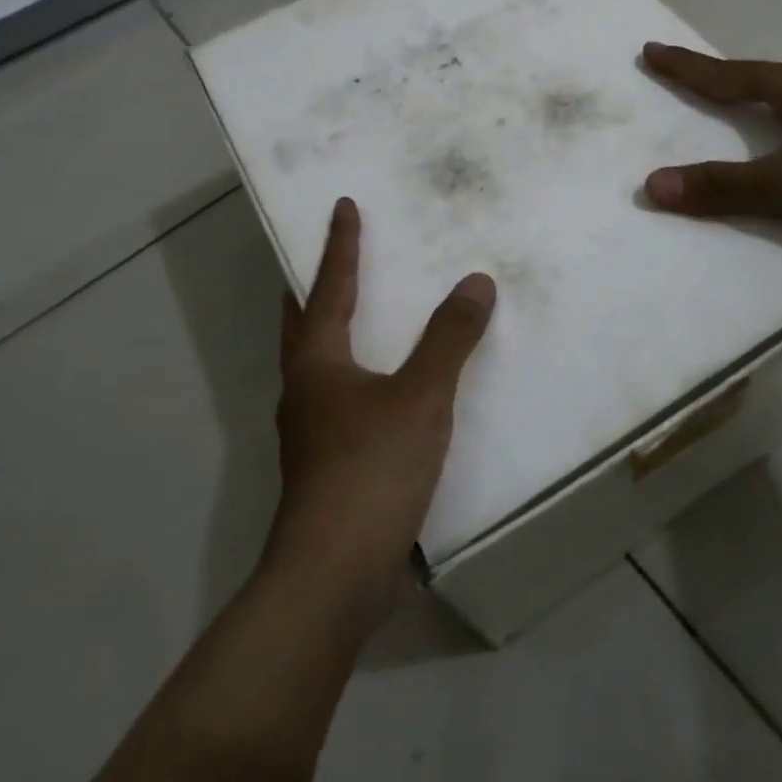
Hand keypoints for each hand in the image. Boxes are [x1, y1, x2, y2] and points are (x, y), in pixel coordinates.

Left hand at [267, 198, 495, 625]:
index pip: (328, 286)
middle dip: (317, 285)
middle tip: (336, 255)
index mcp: (317, 361)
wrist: (334, 576)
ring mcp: (312, 430)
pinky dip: (362, 375)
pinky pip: (344, 399)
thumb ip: (450, 338)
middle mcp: (305, 388)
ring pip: (321, 363)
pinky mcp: (329, 464)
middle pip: (305, 322)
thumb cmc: (370, 469)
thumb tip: (476, 282)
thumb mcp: (420, 397)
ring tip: (370, 313)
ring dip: (338, 331)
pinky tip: (392, 387)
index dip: (339, 244)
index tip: (344, 205)